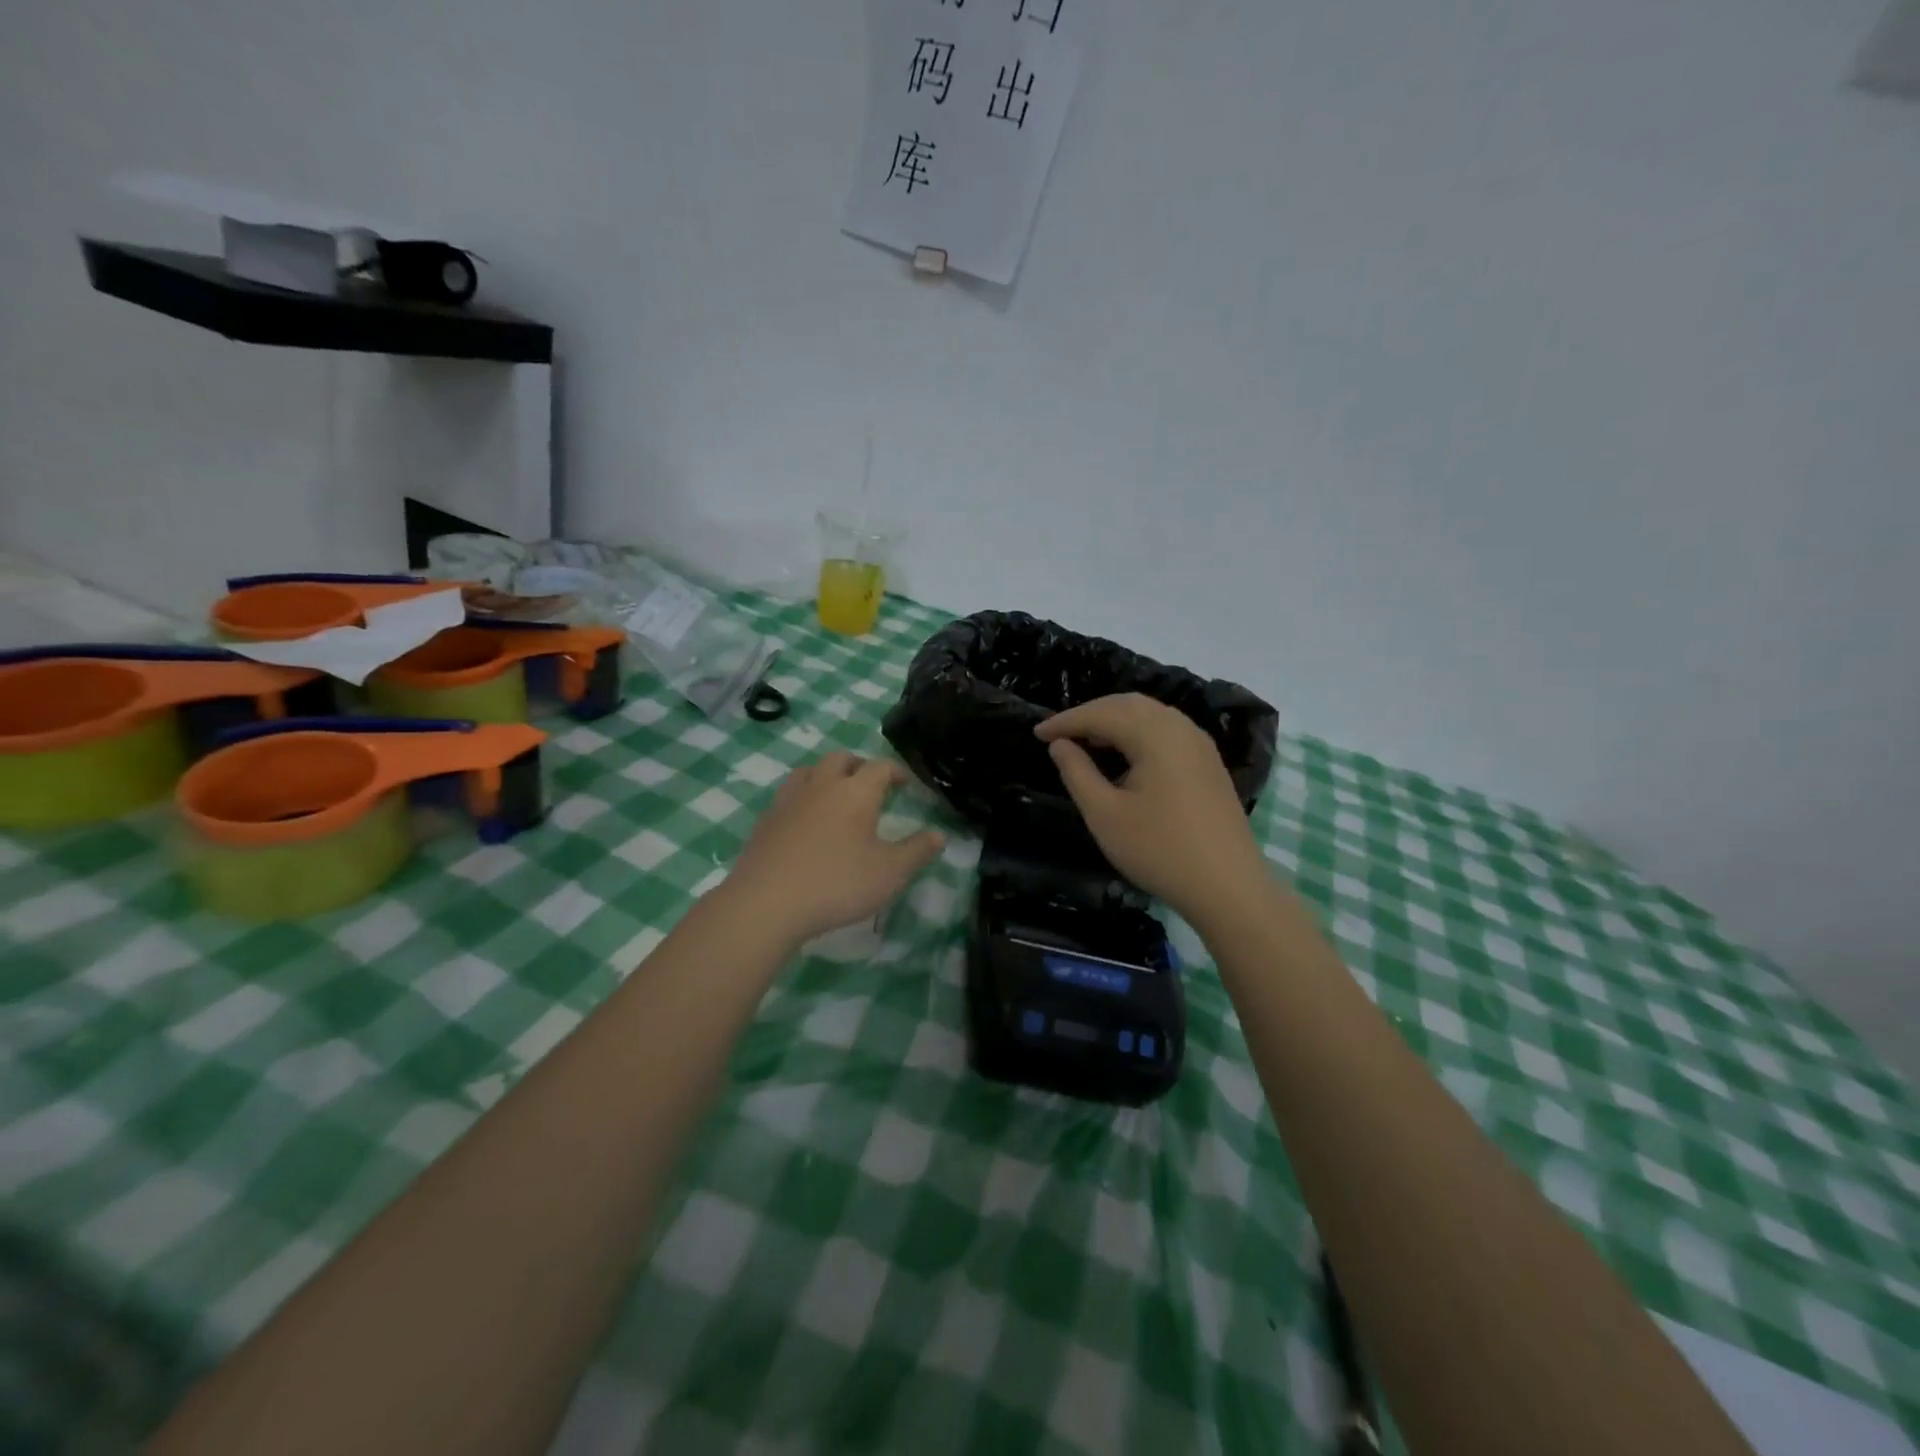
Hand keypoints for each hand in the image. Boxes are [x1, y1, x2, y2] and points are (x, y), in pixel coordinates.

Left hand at [725, 752, 944, 944]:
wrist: (767, 902)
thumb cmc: (837, 884)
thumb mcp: (890, 873)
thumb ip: (917, 851)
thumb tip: (939, 834)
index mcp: (856, 792)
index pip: (881, 767)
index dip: (897, 772)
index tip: (905, 784)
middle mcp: (822, 786)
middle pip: (841, 759)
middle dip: (860, 765)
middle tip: (871, 783)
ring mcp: (789, 800)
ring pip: (809, 771)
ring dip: (827, 774)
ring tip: (836, 793)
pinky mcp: (766, 820)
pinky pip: (788, 795)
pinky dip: (802, 797)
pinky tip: (805, 819)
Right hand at [1036, 693, 1269, 924]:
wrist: (1228, 887)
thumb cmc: (1159, 850)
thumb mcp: (1105, 815)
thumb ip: (1077, 773)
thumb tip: (1060, 744)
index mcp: (1155, 734)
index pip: (1101, 714)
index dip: (1066, 721)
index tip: (1037, 733)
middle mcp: (1180, 727)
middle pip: (1128, 705)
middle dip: (1091, 714)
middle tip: (1059, 734)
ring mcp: (1199, 744)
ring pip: (1150, 715)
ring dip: (1115, 721)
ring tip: (1087, 742)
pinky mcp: (1208, 763)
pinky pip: (1166, 731)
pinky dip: (1137, 733)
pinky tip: (1124, 756)